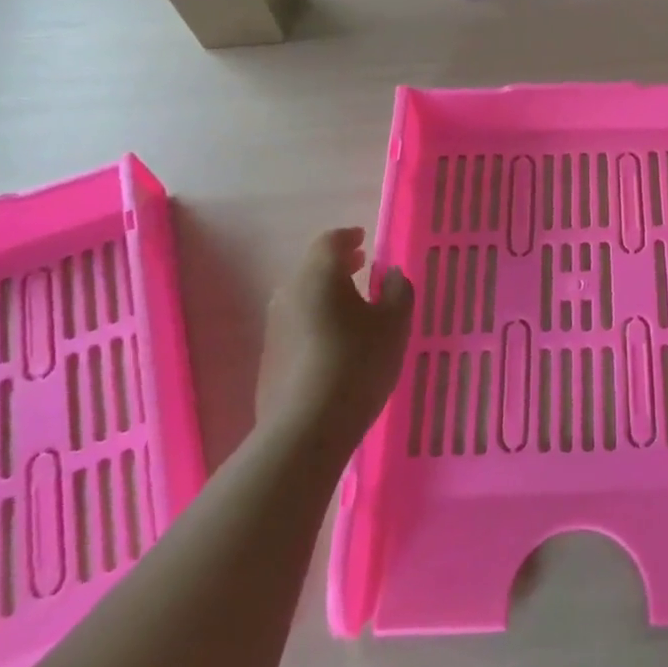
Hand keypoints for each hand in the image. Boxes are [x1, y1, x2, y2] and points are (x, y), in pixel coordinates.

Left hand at [257, 229, 413, 457]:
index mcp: (319, 275)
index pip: (330, 241)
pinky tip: (335, 342)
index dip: (349, 237)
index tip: (364, 240)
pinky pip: (297, 325)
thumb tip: (392, 274)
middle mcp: (289, 293)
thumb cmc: (357, 363)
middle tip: (362, 267)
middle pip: (313, 268)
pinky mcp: (269, 358)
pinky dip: (316, 320)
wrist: (305, 429)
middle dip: (338, 265)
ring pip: (303, 297)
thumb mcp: (395, 324)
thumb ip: (398, 291)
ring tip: (353, 307)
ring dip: (327, 294)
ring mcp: (274, 327)